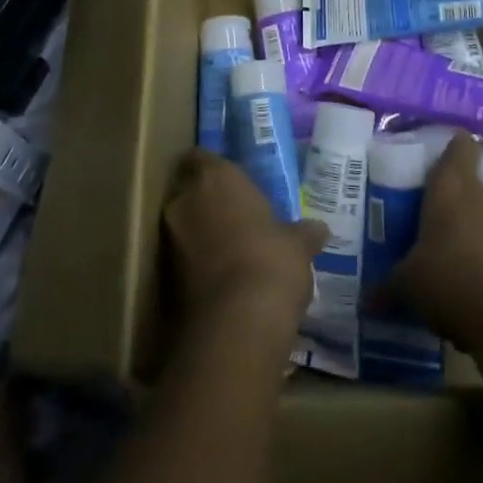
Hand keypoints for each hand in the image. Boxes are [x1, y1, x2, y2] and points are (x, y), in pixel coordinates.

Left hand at [163, 150, 326, 342]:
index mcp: (216, 176)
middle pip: (188, 189)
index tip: (232, 182)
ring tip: (229, 248)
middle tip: (234, 213)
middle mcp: (185, 199)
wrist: (236, 325)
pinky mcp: (163, 276)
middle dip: (206, 200)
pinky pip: (180, 257)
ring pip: (183, 224)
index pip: (202, 157)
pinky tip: (220, 276)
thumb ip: (303, 232)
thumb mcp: (298, 245)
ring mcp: (169, 238)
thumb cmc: (271, 262)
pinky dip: (195, 262)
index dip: (214, 168)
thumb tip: (319, 230)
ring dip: (200, 232)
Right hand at [389, 133, 482, 347]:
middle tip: (435, 212)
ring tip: (452, 248)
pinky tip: (470, 278)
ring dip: (474, 226)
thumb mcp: (407, 284)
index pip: (460, 146)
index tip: (441, 151)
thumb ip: (387, 287)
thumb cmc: (447, 278)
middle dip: (458, 195)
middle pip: (473, 181)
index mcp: (451, 186)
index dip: (454, 145)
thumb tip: (365, 302)